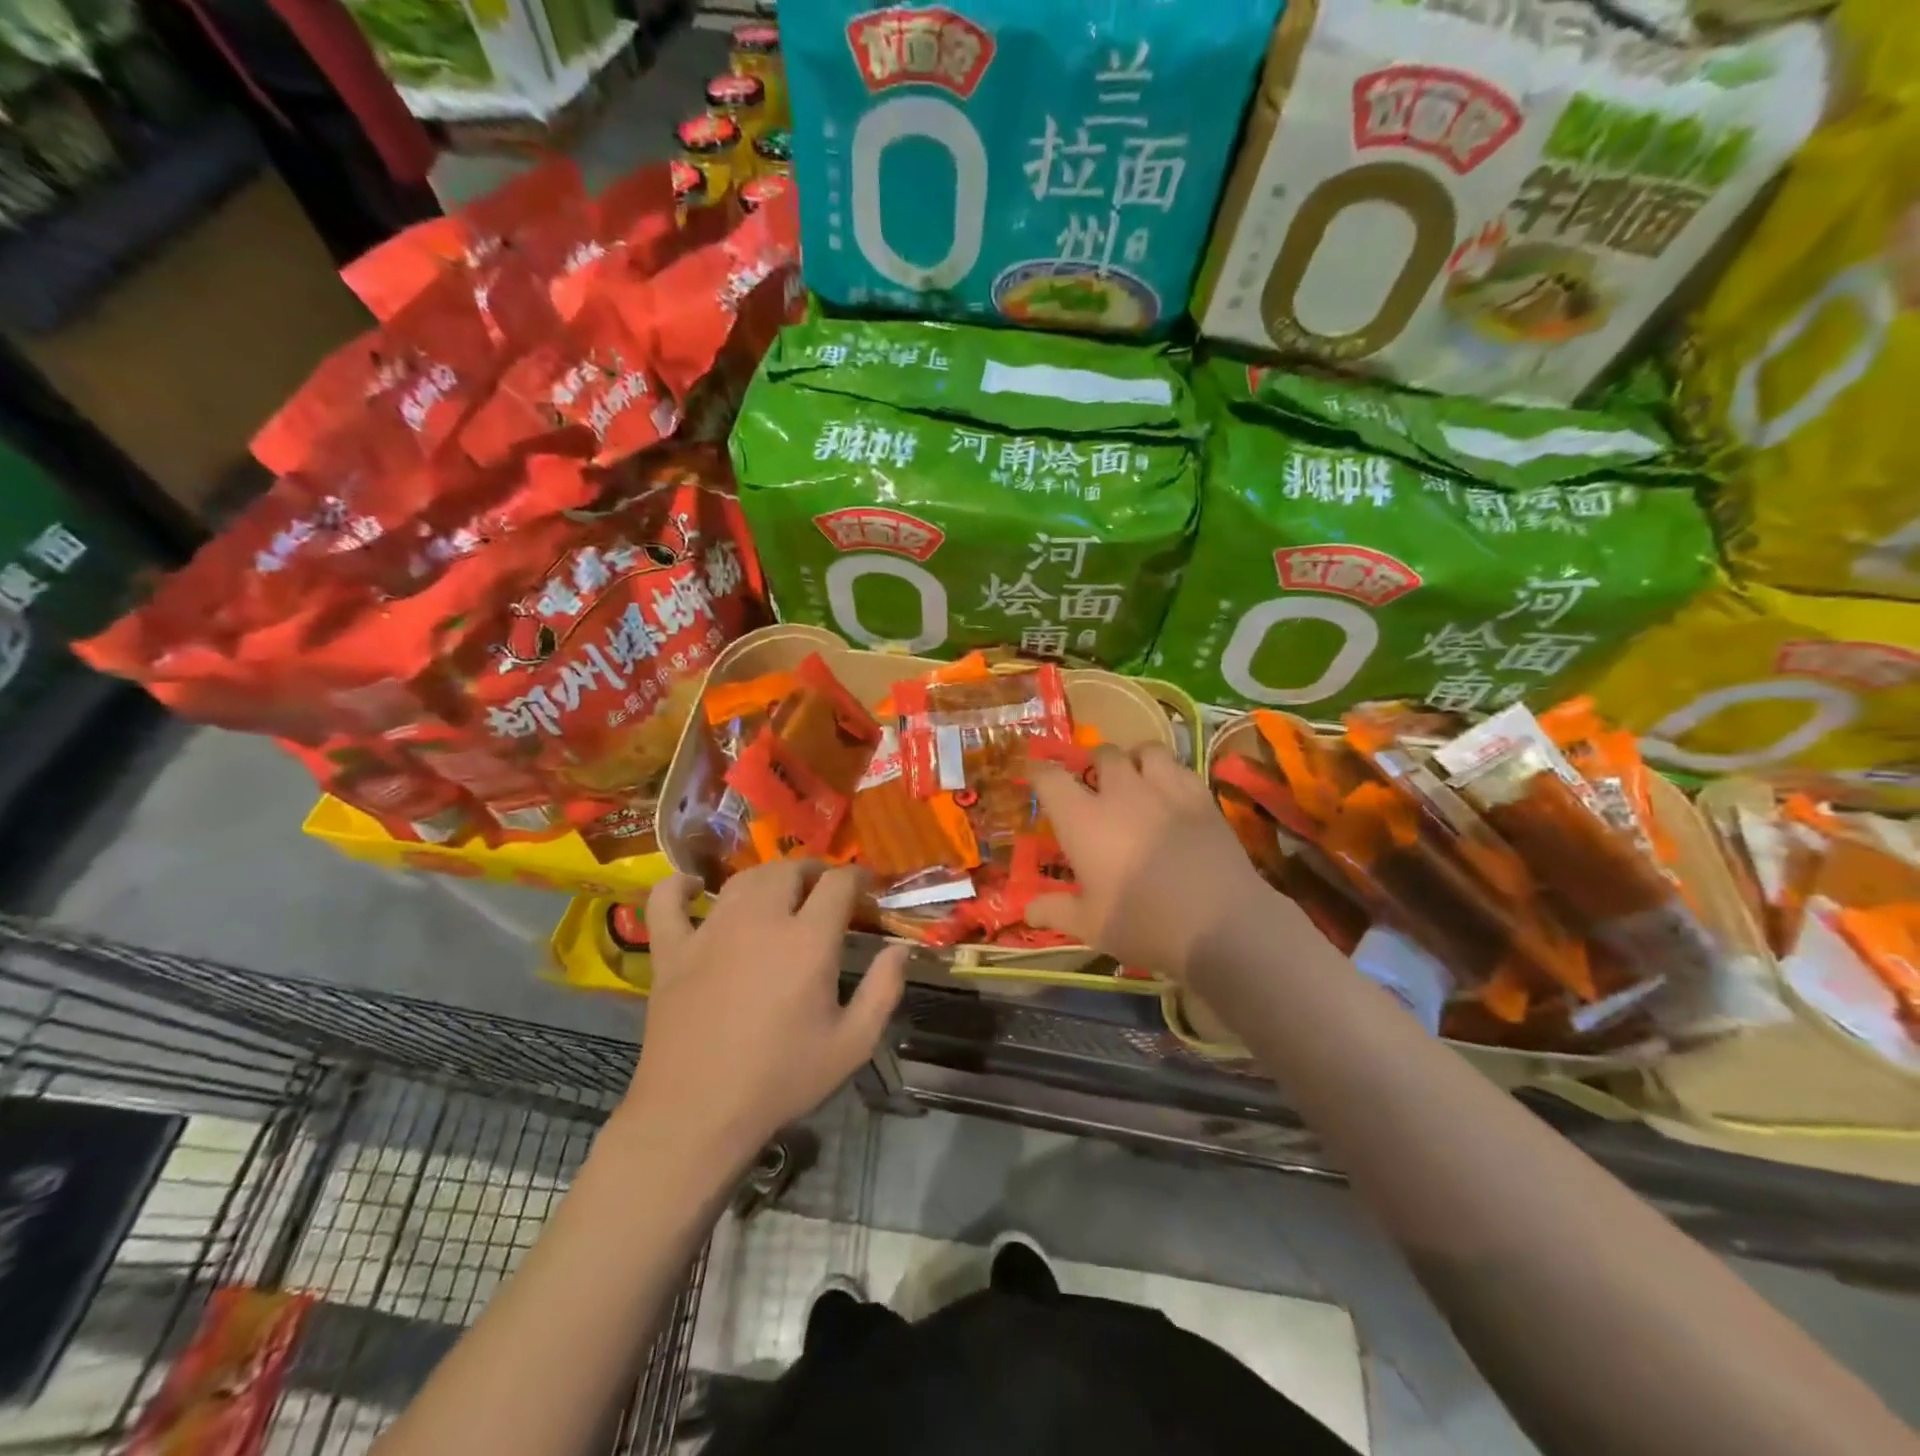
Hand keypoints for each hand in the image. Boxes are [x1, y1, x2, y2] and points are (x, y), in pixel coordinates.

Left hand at [626, 862, 905, 1157]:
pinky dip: (678, 887)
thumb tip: (901, 948)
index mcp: (807, 940)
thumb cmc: (781, 1080)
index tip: (867, 888)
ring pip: (742, 879)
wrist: (696, 1115)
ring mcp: (710, 931)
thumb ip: (883, 990)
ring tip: (780, 891)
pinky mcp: (672, 951)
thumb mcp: (852, 1045)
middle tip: (825, 890)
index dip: (858, 877)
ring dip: (767, 877)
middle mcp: (759, 920)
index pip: (838, 883)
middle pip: (789, 870)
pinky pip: (667, 902)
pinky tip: (690, 887)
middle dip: (814, 871)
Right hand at [1028, 744, 1280, 983]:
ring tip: (1136, 778)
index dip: (1040, 772)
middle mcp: (1120, 792)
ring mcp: (1164, 789)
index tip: (1038, 776)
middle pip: (1102, 753)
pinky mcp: (1201, 796)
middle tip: (1095, 785)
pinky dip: (1169, 772)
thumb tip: (1027, 910)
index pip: (1050, 778)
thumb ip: (1056, 911)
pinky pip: (1180, 766)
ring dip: (1134, 758)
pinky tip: (1171, 792)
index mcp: (1083, 820)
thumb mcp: (1091, 925)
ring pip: (1145, 749)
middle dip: (1093, 763)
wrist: (1219, 924)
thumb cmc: (1144, 924)